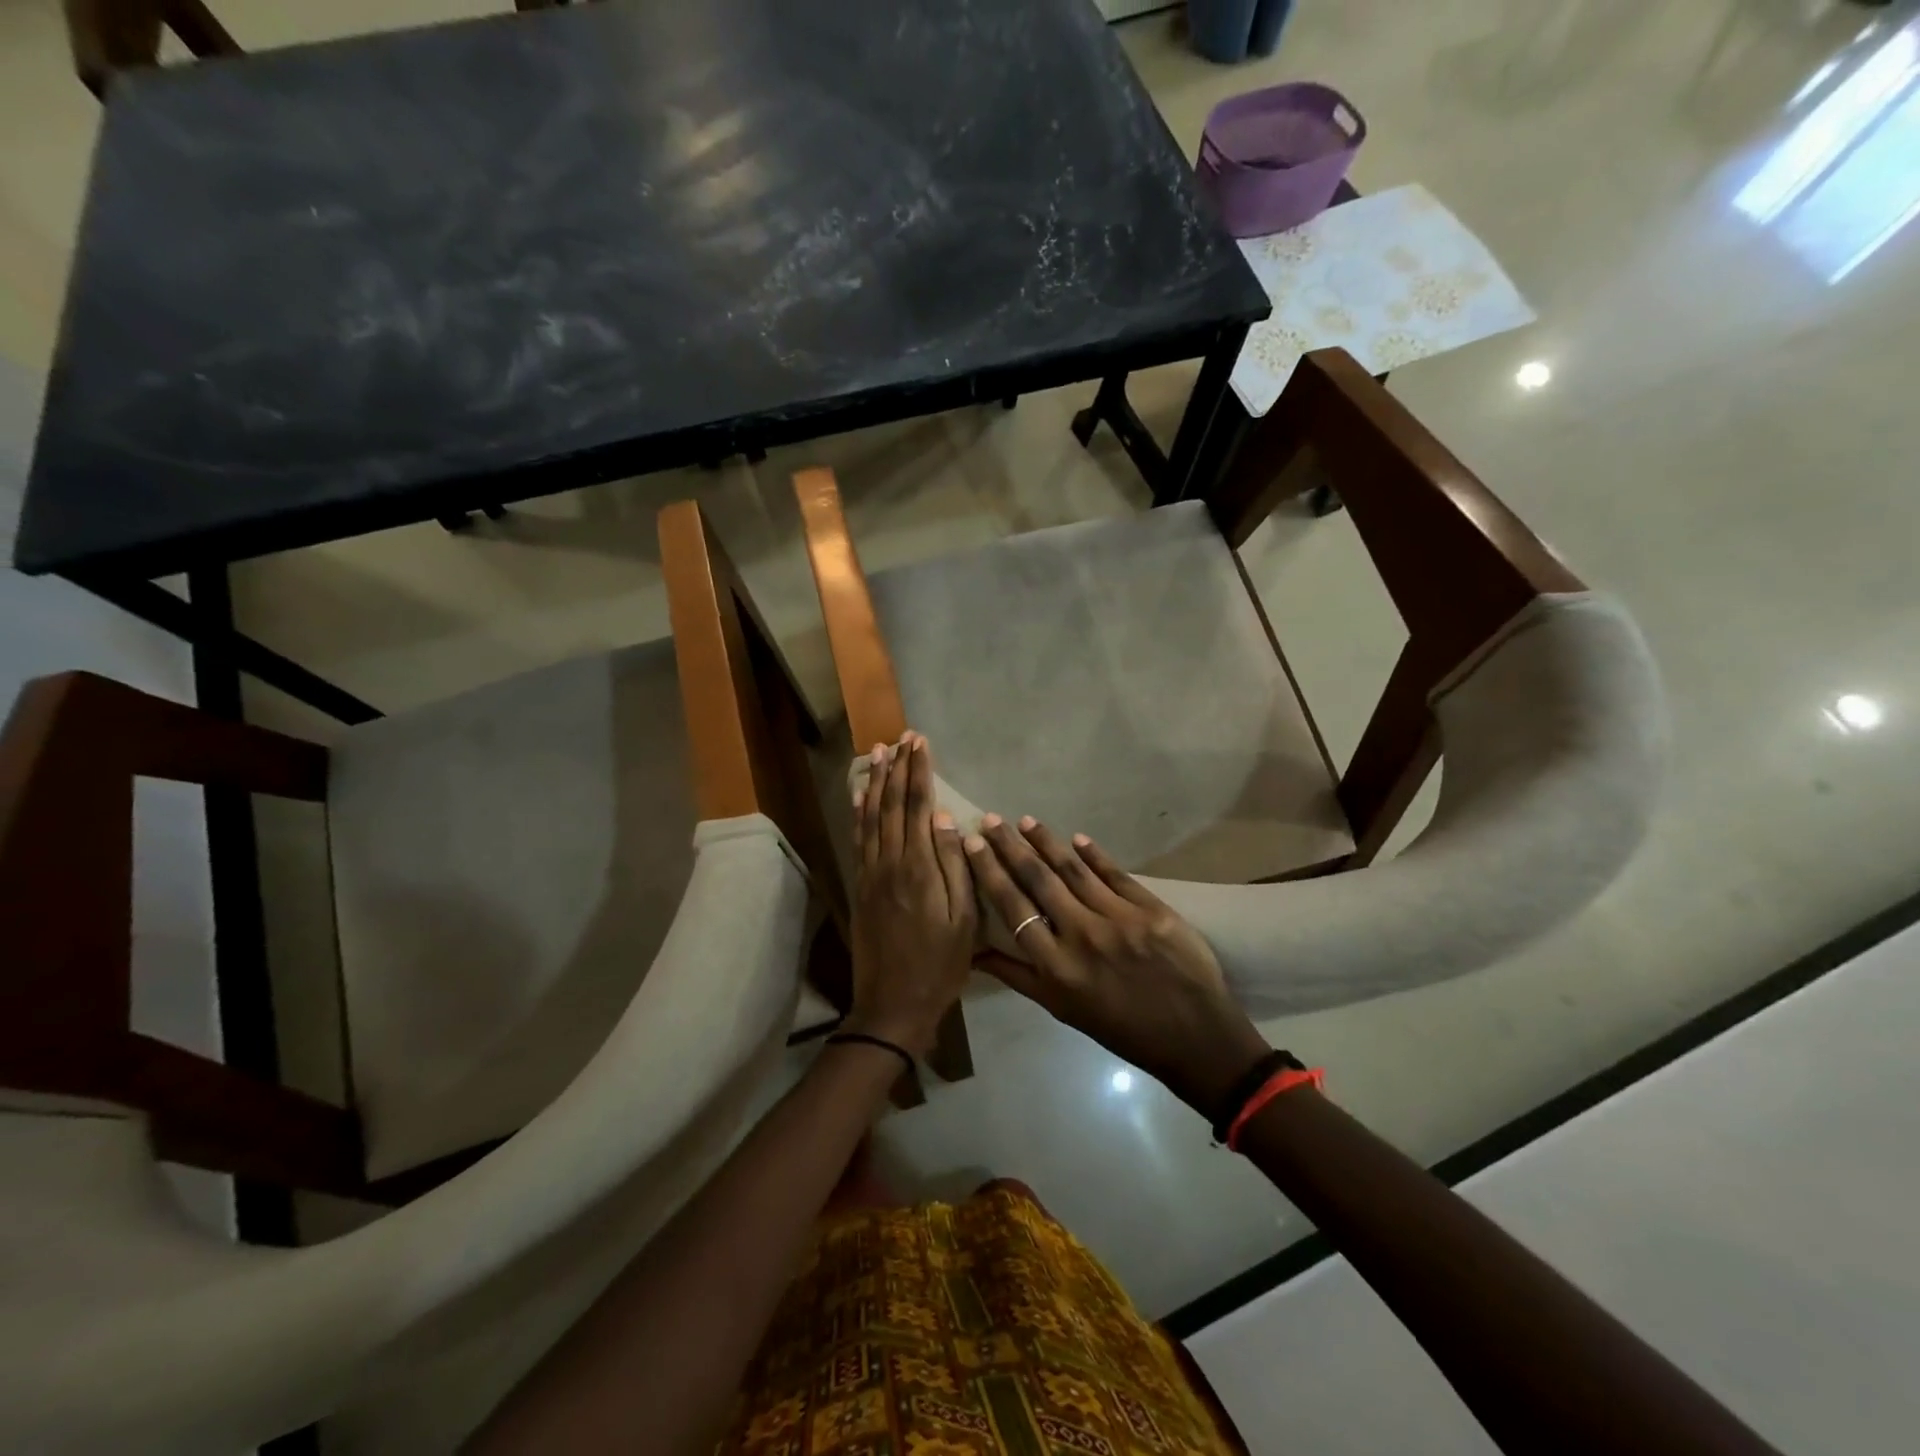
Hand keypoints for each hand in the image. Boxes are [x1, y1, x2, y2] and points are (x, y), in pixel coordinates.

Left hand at [846, 733, 976, 1056]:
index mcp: (919, 868)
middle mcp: (890, 862)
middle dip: (898, 768)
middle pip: (892, 805)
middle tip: (902, 737)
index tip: (920, 743)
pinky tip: (859, 796)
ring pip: (871, 816)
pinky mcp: (861, 886)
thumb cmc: (940, 965)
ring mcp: (871, 874)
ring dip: (875, 782)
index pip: (918, 807)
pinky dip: (859, 812)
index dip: (918, 772)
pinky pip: (859, 839)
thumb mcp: (962, 920)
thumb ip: (953, 866)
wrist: (893, 1004)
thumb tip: (945, 818)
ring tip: (878, 753)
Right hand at [964, 815, 1269, 1116]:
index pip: (1013, 907)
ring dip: (1047, 842)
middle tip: (991, 819)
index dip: (990, 871)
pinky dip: (1094, 854)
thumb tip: (975, 952)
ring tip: (1026, 821)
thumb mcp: (1062, 1010)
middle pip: (1038, 879)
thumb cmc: (1121, 1029)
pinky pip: (1115, 874)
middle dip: (1010, 846)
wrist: (1194, 1037)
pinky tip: (1077, 838)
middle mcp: (1082, 936)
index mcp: (1056, 966)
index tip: (972, 843)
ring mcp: (1119, 919)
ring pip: (1074, 870)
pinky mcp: (1151, 909)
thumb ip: (1018, 976)